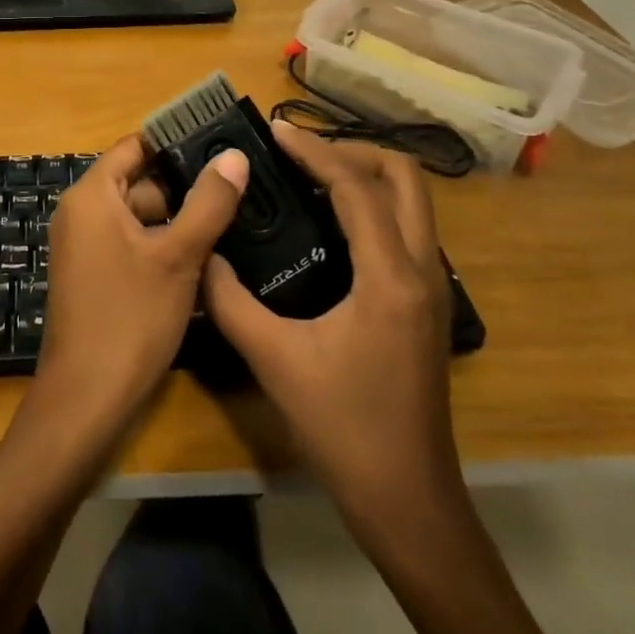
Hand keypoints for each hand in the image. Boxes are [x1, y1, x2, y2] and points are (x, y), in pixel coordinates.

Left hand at [29, 135, 248, 442]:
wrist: (86, 397)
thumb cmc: (131, 317)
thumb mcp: (178, 256)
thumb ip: (208, 203)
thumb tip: (234, 155)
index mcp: (93, 194)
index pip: (136, 146)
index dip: (176, 142)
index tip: (220, 143)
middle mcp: (82, 211)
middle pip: (139, 181)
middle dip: (185, 187)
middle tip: (237, 188)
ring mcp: (85, 244)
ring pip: (139, 215)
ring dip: (178, 220)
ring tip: (231, 220)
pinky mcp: (93, 273)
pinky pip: (130, 242)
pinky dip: (161, 245)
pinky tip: (203, 258)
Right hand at [202, 124, 463, 543]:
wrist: (408, 501)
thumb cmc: (344, 429)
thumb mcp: (274, 360)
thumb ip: (230, 301)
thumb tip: (203, 255)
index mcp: (389, 276)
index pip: (356, 187)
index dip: (314, 150)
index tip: (274, 131)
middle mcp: (422, 269)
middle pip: (404, 178)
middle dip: (352, 152)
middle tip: (299, 154)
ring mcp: (431, 286)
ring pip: (412, 201)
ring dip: (365, 176)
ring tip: (309, 176)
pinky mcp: (426, 303)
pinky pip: (406, 227)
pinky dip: (372, 205)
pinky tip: (329, 223)